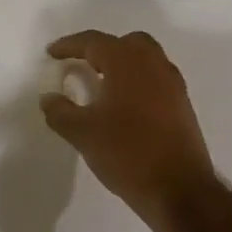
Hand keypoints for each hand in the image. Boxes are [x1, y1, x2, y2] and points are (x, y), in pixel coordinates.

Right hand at [39, 30, 216, 231]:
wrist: (179, 189)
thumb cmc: (126, 153)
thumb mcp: (82, 133)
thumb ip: (60, 111)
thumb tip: (49, 98)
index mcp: (127, 64)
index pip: (94, 42)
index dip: (70, 45)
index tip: (52, 53)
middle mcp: (154, 66)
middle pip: (127, 43)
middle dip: (102, 49)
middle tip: (82, 64)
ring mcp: (173, 85)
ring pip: (146, 60)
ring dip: (122, 65)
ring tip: (101, 85)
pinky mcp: (182, 106)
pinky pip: (156, 80)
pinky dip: (137, 82)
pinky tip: (122, 106)